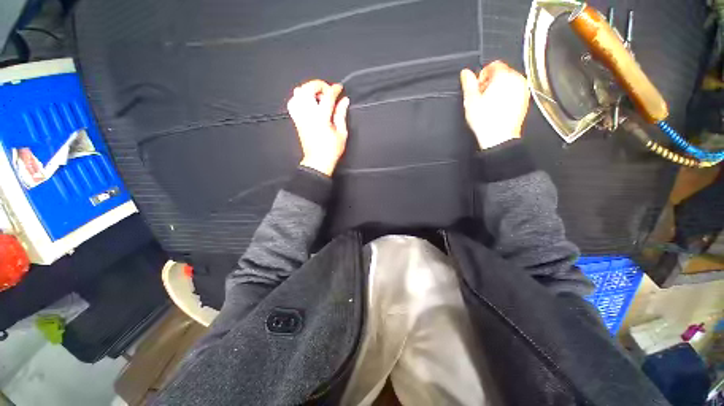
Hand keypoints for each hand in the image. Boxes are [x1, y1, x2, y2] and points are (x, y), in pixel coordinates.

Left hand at [288, 80, 349, 175]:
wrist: (317, 162)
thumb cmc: (332, 150)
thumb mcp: (341, 133)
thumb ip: (341, 114)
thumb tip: (344, 100)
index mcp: (321, 117)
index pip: (327, 96)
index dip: (334, 89)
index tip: (340, 88)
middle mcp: (307, 113)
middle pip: (308, 88)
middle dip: (319, 85)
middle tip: (328, 92)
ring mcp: (299, 116)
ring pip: (298, 93)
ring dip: (309, 90)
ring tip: (318, 97)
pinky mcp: (296, 120)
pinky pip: (293, 102)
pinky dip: (300, 98)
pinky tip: (308, 103)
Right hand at [460, 61, 530, 149]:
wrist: (498, 137)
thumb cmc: (486, 120)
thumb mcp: (471, 100)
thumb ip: (468, 83)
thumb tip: (465, 73)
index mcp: (503, 76)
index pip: (493, 65)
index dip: (482, 75)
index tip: (478, 86)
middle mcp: (517, 80)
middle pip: (502, 73)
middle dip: (490, 82)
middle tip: (481, 96)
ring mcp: (523, 90)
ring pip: (508, 82)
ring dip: (498, 89)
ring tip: (488, 103)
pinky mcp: (524, 100)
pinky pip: (514, 92)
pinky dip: (505, 96)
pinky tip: (496, 108)